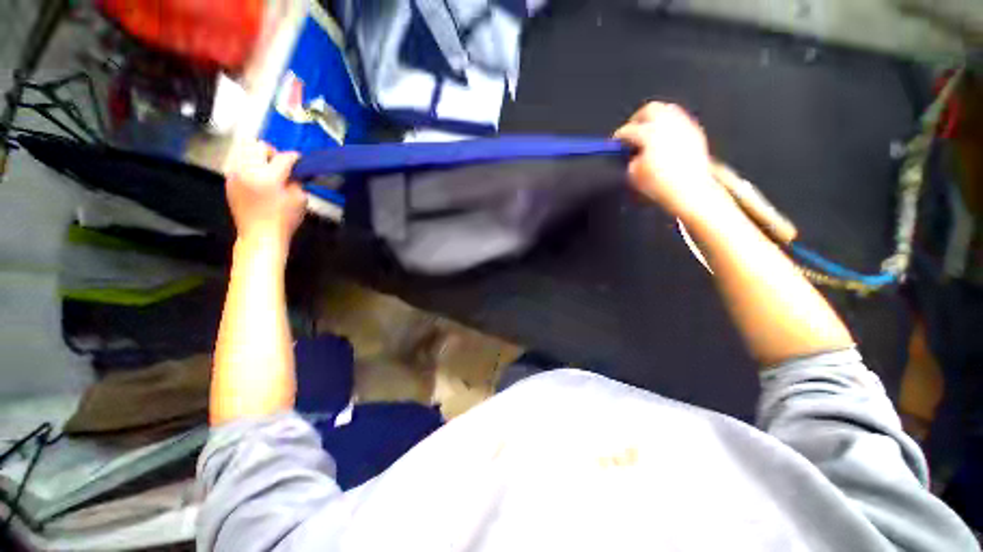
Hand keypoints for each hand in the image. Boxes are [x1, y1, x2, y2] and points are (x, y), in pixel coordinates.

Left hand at [225, 141, 305, 246]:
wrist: (260, 236)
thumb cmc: (283, 221)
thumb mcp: (300, 200)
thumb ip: (296, 181)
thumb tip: (292, 172)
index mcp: (269, 177)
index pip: (283, 157)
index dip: (294, 158)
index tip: (299, 160)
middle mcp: (248, 171)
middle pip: (258, 146)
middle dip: (271, 153)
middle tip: (279, 165)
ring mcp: (235, 175)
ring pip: (244, 151)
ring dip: (258, 158)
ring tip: (267, 171)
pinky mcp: (230, 182)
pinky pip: (239, 164)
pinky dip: (249, 166)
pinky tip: (258, 179)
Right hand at [614, 103, 732, 223]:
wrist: (689, 190)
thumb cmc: (660, 184)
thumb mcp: (634, 175)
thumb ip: (629, 160)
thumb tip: (630, 154)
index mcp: (650, 134)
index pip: (629, 130)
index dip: (619, 137)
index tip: (615, 143)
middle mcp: (668, 125)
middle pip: (650, 110)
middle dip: (637, 119)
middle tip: (631, 130)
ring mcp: (684, 126)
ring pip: (667, 110)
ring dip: (654, 119)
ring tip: (647, 132)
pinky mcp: (695, 132)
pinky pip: (679, 120)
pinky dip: (669, 125)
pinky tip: (664, 138)